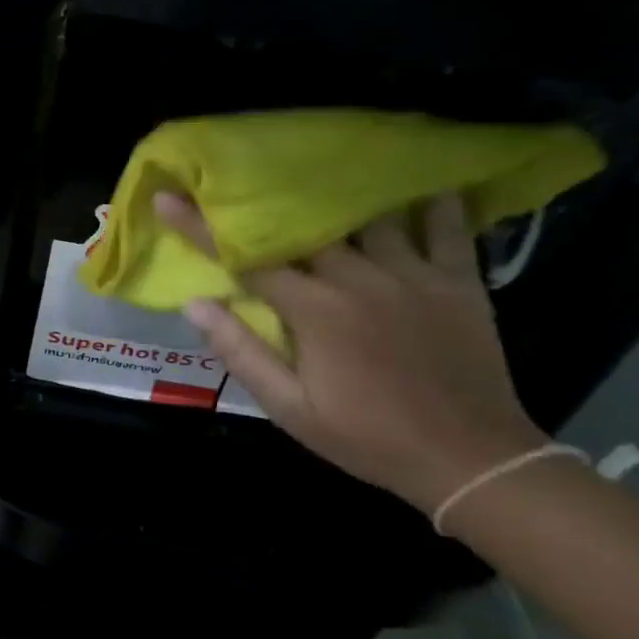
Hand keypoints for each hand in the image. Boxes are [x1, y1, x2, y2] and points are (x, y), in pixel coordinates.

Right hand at [155, 191, 547, 514]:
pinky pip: (447, 225)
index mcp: (315, 310)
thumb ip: (242, 354)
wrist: (471, 462)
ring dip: (343, 196)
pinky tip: (420, 185)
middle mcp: (360, 278)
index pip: (248, 259)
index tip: (167, 198)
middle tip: (246, 180)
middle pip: (306, 226)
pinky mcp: (459, 280)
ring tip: (326, 176)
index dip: (201, 226)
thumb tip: (196, 304)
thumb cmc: (369, 438)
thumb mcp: (292, 410)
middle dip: (269, 203)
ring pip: (370, 215)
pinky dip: (433, 202)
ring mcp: (413, 274)